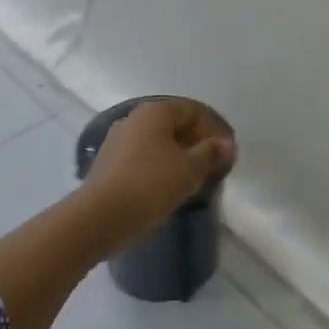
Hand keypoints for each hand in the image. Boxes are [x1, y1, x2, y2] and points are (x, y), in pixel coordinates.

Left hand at [83, 98, 235, 230]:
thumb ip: (211, 153)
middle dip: (198, 142)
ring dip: (179, 155)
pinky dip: (161, 166)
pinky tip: (170, 186)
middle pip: (175, 124)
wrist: (99, 217)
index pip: (194, 110)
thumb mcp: (189, 169)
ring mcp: (118, 140)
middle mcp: (135, 118)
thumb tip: (226, 144)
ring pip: (159, 142)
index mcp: (155, 112)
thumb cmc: (150, 185)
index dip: (215, 129)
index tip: (229, 152)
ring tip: (195, 177)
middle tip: (215, 165)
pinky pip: (144, 157)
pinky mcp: (109, 163)